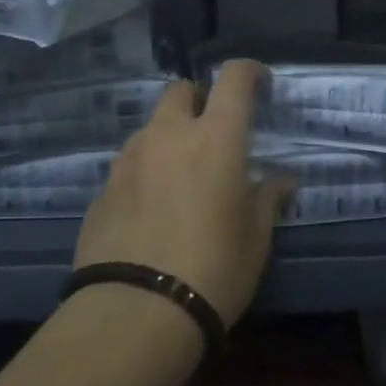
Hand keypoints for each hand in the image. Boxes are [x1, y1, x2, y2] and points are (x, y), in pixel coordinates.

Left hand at [73, 61, 291, 325]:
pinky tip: (153, 209)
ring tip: (182, 177)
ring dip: (170, 137)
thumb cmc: (214, 267)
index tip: (261, 85)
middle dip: (200, 99)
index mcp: (215, 136)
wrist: (135, 313)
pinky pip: (130, 164)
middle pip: (181, 90)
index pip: (233, 77)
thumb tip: (283, 181)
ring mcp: (129, 159)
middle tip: (214, 132)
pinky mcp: (102, 188)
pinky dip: (146, 171)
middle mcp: (168, 134)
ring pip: (152, 127)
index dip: (249, 71)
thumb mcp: (256, 236)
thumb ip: (268, 197)